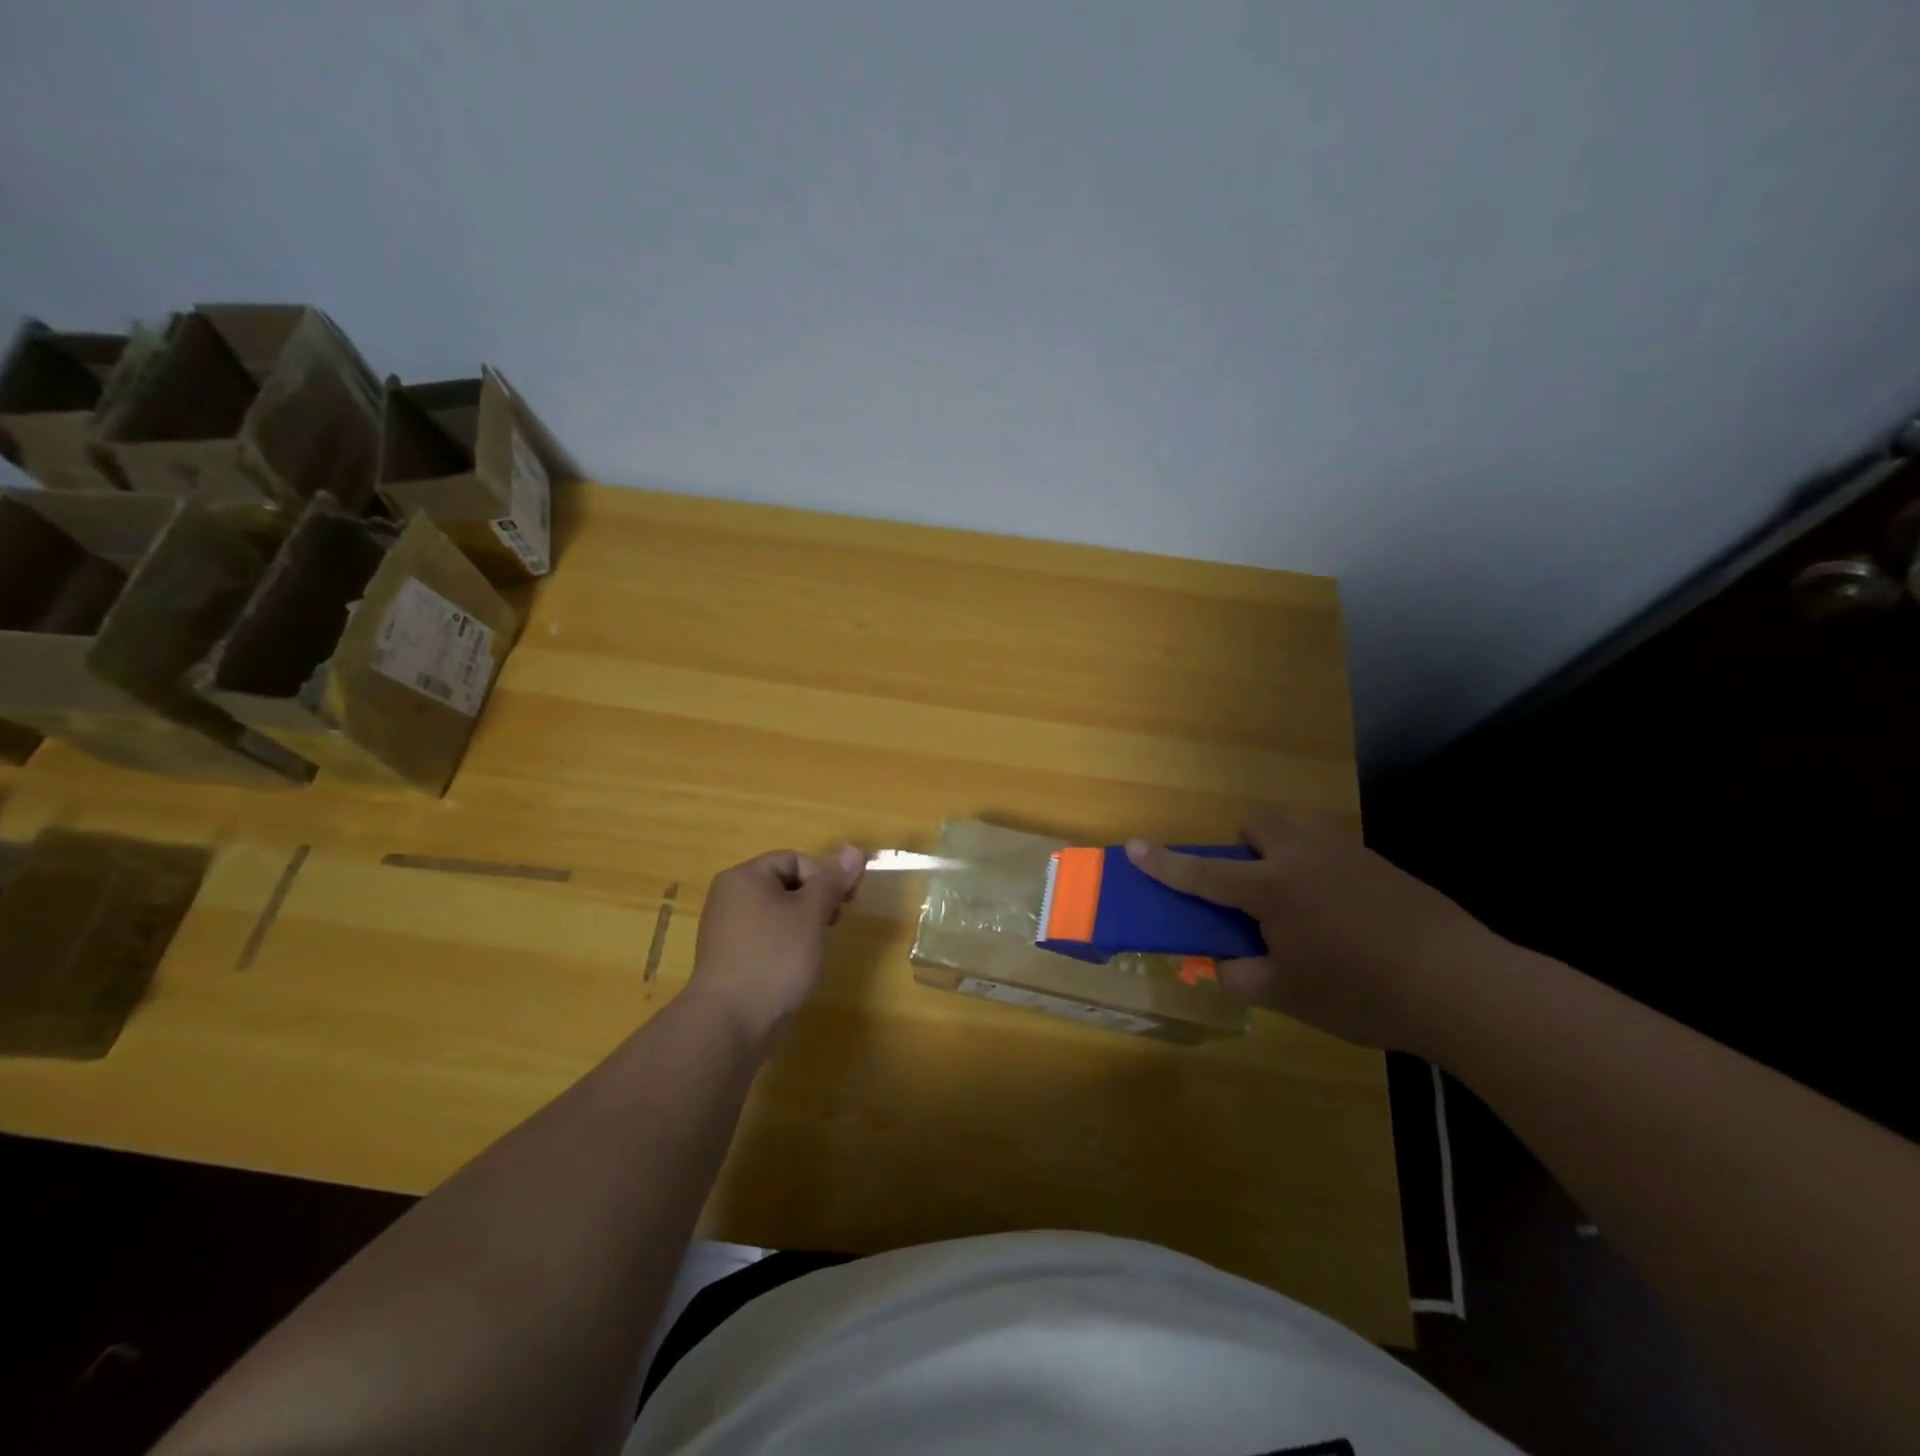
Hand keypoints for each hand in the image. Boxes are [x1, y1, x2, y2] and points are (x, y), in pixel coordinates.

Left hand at [688, 847, 866, 1045]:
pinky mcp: (732, 958)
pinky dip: (787, 943)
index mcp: (745, 877)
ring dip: (805, 922)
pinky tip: (801, 963)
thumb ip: (833, 881)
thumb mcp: (811, 913)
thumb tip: (854, 849)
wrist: (732, 1022)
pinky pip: (767, 936)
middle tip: (836, 922)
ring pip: (778, 912)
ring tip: (819, 945)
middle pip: (785, 883)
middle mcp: (731, 897)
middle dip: (817, 899)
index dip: (824, 875)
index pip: (794, 859)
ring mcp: (729, 930)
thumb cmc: (774, 956)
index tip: (846, 901)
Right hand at [1126, 811, 1503, 1050]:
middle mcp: (1302, 857)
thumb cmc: (1362, 993)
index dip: (1164, 863)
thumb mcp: (1289, 997)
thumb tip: (1221, 965)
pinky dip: (1317, 864)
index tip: (1134, 846)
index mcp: (1272, 889)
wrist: (1460, 984)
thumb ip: (1241, 976)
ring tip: (1295, 895)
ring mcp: (1345, 853)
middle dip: (1242, 844)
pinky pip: (1329, 846)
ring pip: (1296, 826)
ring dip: (1279, 846)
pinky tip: (1341, 910)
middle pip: (1257, 823)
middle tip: (1251, 886)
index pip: (1203, 874)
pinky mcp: (1379, 862)